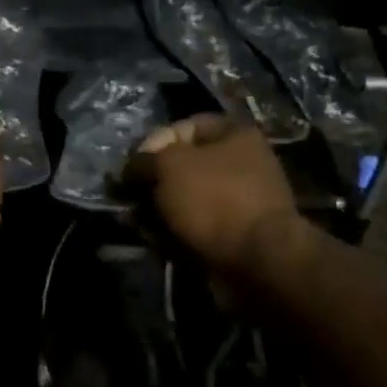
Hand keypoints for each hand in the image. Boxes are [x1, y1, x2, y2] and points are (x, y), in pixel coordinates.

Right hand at [123, 115, 304, 278]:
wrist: (257, 259)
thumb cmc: (214, 198)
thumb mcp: (169, 166)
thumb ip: (144, 161)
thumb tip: (129, 170)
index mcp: (235, 135)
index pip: (184, 126)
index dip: (154, 142)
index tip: (133, 165)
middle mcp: (241, 164)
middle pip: (183, 167)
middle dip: (152, 182)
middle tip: (128, 197)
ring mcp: (238, 203)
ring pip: (186, 200)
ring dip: (157, 210)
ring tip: (135, 223)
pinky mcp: (233, 236)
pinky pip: (195, 228)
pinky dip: (173, 233)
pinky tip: (153, 241)